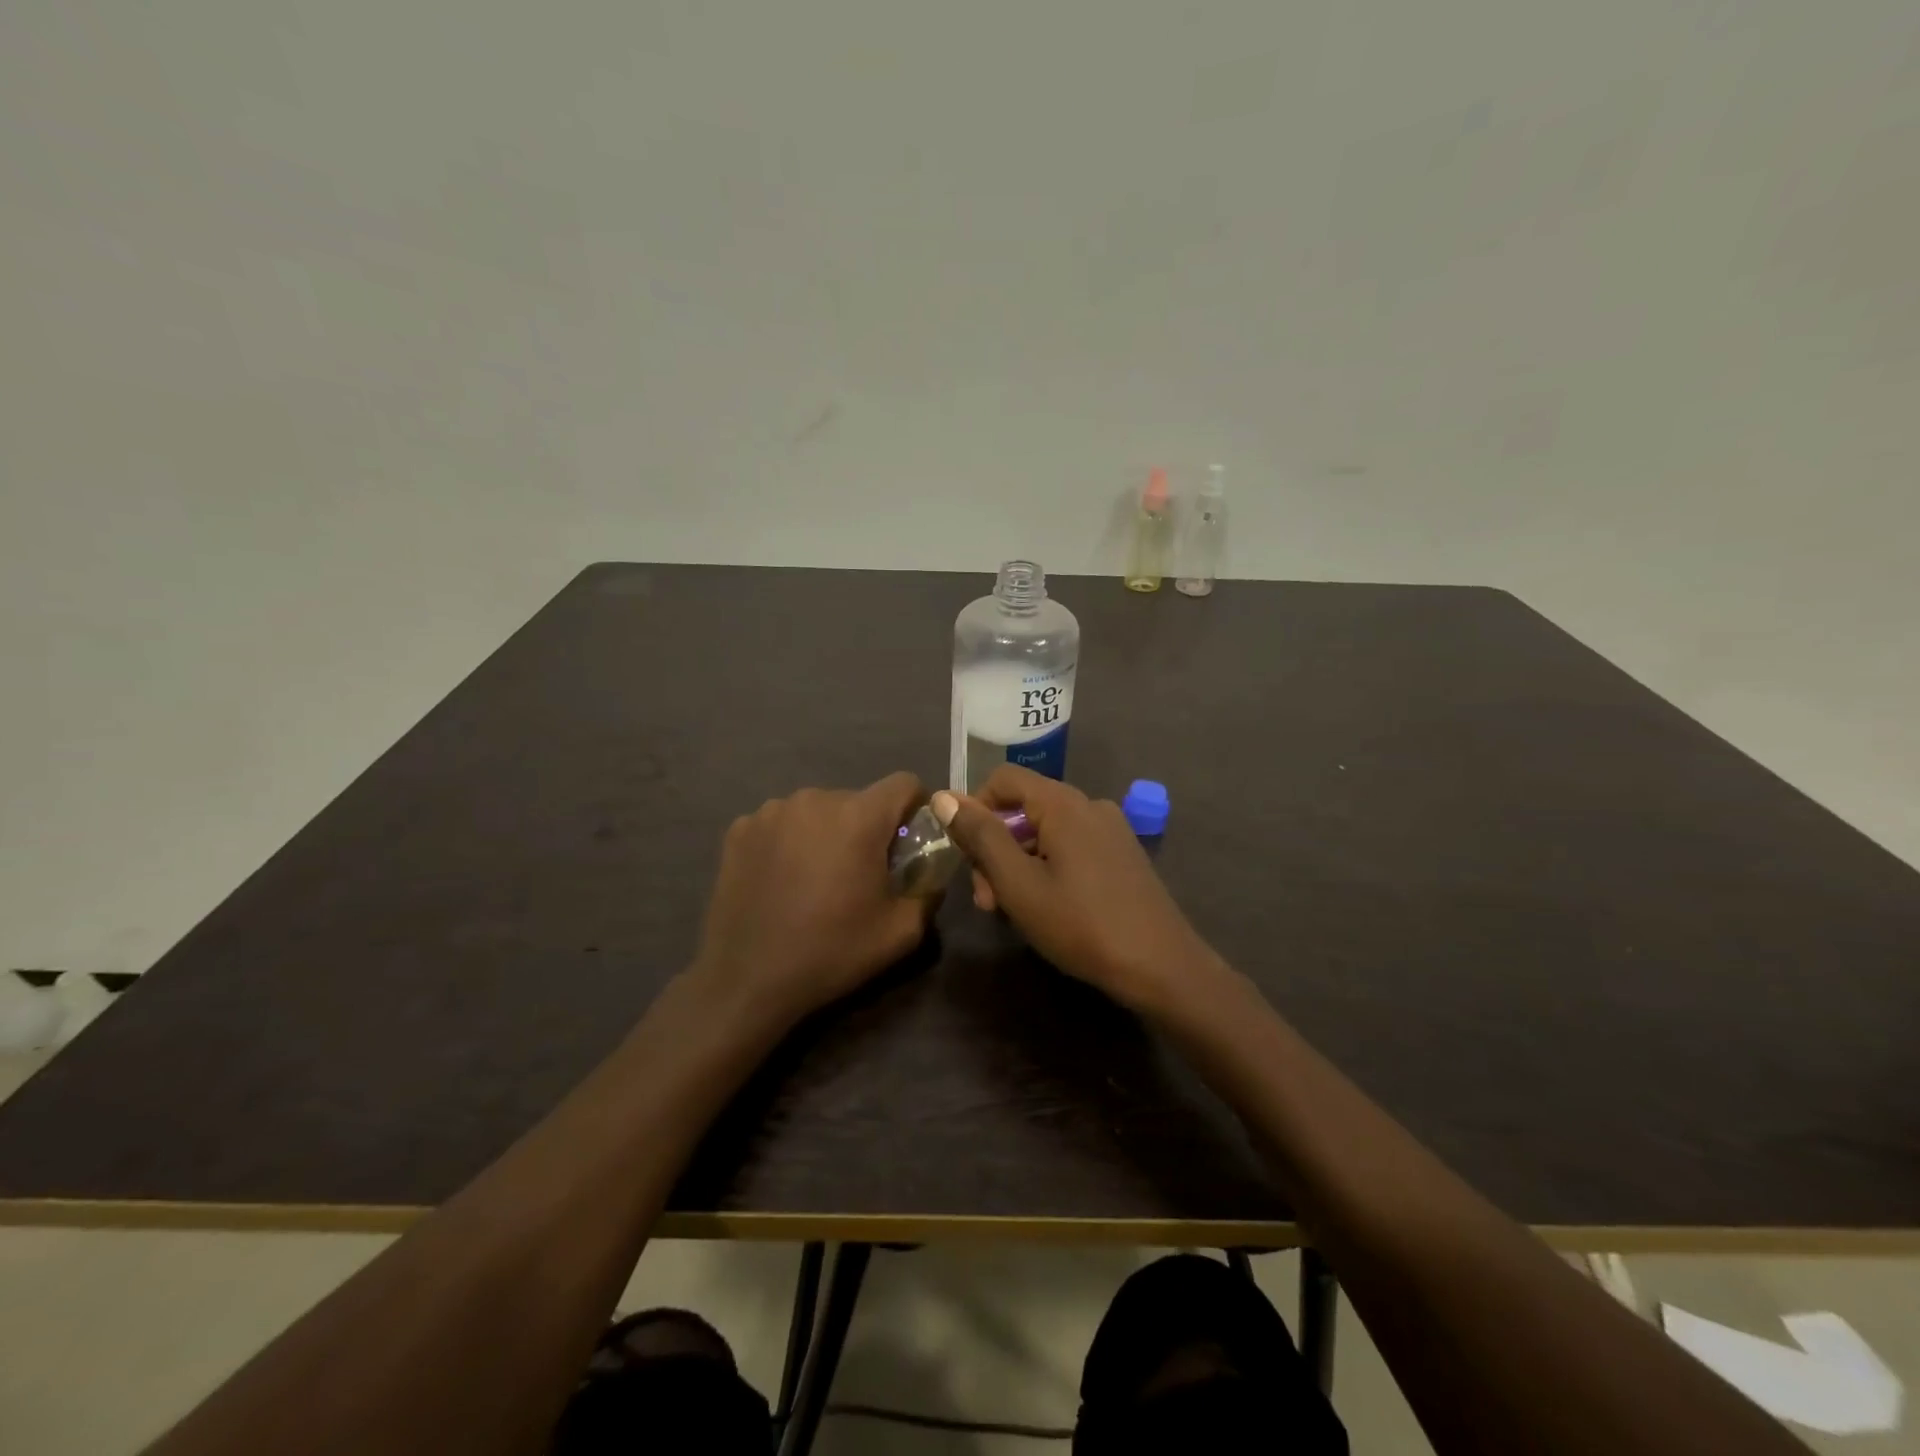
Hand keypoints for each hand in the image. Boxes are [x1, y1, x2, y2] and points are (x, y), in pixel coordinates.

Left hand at [692, 773, 933, 1027]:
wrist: (747, 980)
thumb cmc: (831, 952)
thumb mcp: (901, 932)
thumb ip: (929, 891)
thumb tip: (931, 870)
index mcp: (858, 817)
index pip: (904, 783)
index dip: (915, 808)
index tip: (910, 841)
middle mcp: (815, 799)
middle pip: (858, 799)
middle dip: (867, 828)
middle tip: (860, 872)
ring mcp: (771, 811)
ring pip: (818, 809)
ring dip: (826, 832)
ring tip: (816, 877)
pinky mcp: (740, 828)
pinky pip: (781, 822)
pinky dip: (789, 841)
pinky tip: (781, 879)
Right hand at [935, 766, 1219, 1011]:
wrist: (1162, 967)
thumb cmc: (1082, 925)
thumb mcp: (1018, 884)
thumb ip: (980, 837)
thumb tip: (944, 796)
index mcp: (1064, 803)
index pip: (1003, 779)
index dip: (974, 809)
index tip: (968, 858)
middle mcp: (1089, 805)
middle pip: (1024, 808)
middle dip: (996, 847)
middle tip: (987, 900)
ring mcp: (1111, 830)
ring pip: (1046, 831)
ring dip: (1019, 863)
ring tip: (1013, 912)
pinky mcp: (1122, 855)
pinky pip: (1071, 847)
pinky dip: (1047, 868)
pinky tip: (1048, 908)